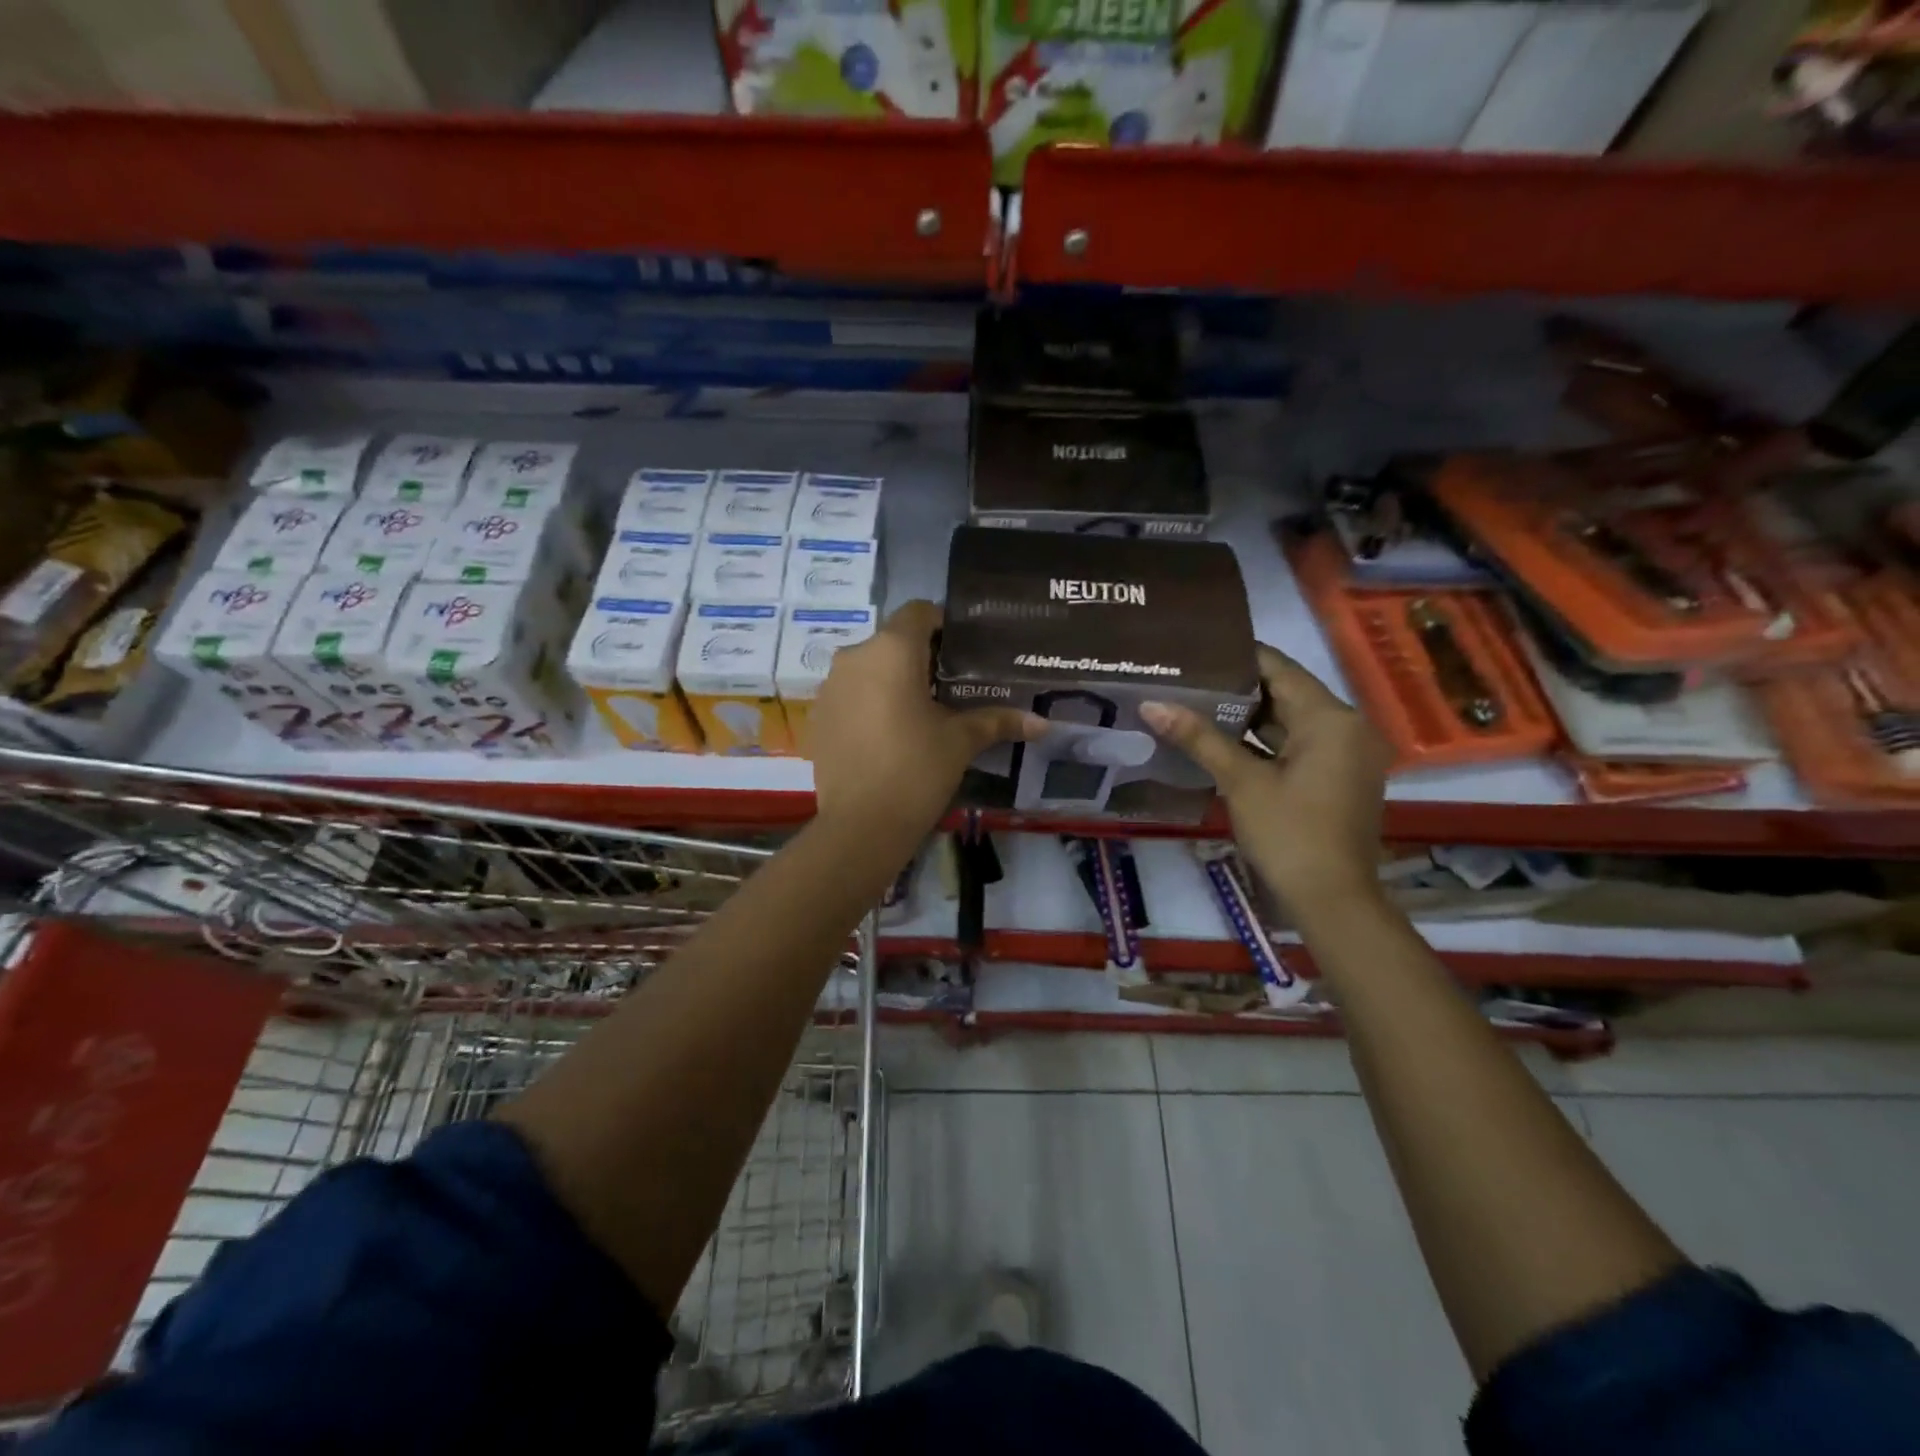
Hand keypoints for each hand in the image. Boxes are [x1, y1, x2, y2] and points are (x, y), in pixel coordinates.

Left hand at [810, 600, 1042, 838]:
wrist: (861, 826)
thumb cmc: (917, 770)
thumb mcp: (962, 741)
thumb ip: (998, 721)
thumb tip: (1042, 723)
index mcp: (891, 650)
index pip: (919, 612)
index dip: (944, 623)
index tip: (965, 650)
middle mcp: (854, 657)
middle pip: (893, 640)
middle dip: (921, 657)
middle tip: (951, 686)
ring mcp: (830, 687)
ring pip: (869, 668)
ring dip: (894, 680)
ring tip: (921, 712)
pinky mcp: (818, 716)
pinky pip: (850, 694)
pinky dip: (870, 702)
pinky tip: (889, 734)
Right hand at [1139, 646, 1389, 917]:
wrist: (1333, 900)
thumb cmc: (1289, 834)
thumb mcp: (1241, 782)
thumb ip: (1198, 738)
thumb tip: (1152, 703)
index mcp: (1331, 718)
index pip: (1279, 668)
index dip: (1237, 657)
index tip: (1196, 651)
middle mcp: (1348, 727)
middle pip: (1286, 693)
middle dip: (1237, 689)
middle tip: (1187, 679)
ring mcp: (1347, 755)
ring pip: (1291, 722)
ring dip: (1248, 718)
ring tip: (1196, 704)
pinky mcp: (1339, 778)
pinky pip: (1299, 745)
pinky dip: (1265, 743)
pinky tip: (1222, 741)